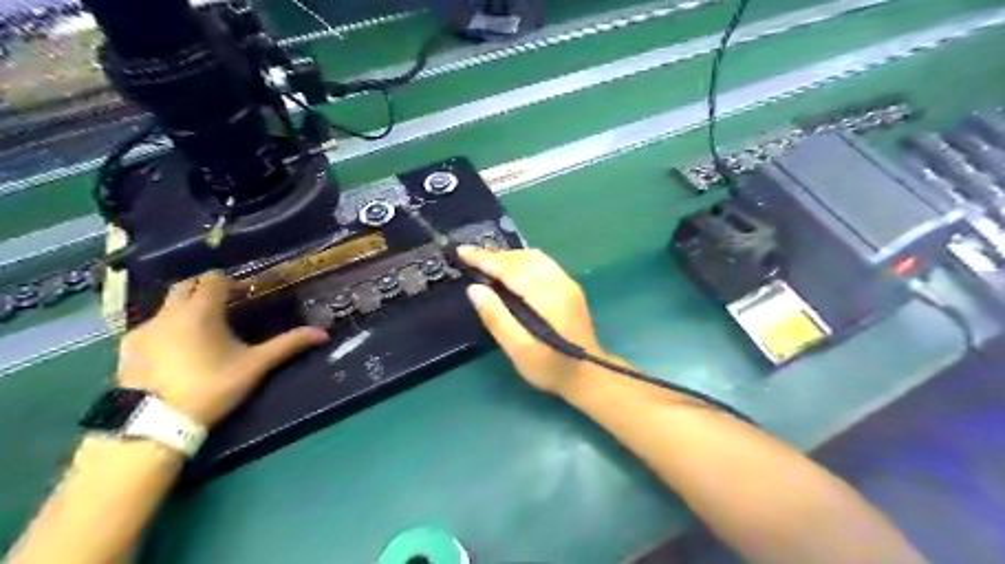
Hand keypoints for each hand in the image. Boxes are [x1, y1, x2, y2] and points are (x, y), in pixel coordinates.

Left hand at [117, 271, 327, 424]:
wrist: (155, 422)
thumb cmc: (213, 385)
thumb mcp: (256, 365)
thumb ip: (288, 345)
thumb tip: (323, 333)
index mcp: (201, 310)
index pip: (213, 279)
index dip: (230, 282)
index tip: (243, 293)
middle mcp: (169, 312)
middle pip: (185, 286)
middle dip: (204, 289)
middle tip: (225, 305)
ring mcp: (144, 329)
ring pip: (166, 306)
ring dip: (184, 308)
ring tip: (201, 330)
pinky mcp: (128, 348)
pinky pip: (151, 327)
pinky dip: (166, 328)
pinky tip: (176, 350)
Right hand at [458, 246, 603, 395]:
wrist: (589, 376)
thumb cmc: (550, 367)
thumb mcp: (518, 350)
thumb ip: (496, 318)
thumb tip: (474, 289)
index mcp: (546, 296)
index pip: (511, 268)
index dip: (485, 259)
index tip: (462, 252)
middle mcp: (559, 282)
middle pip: (523, 258)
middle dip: (495, 255)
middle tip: (470, 257)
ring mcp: (567, 283)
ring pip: (534, 257)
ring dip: (509, 257)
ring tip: (487, 263)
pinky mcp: (570, 288)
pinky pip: (543, 263)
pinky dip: (522, 261)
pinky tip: (512, 271)